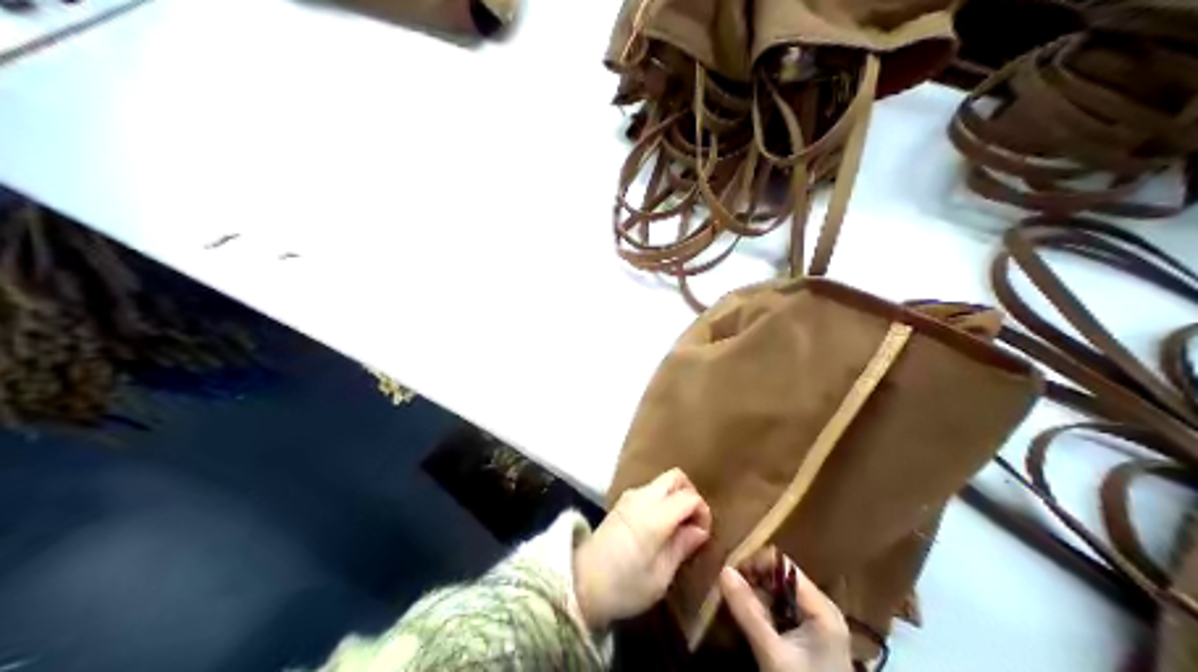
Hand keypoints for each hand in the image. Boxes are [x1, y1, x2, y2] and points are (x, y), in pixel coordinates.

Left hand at [574, 466, 707, 630]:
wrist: (577, 585)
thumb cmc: (623, 587)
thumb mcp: (659, 577)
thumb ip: (681, 547)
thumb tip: (699, 530)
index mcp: (655, 517)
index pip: (690, 497)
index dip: (702, 513)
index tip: (702, 535)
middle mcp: (642, 499)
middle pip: (675, 477)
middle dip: (690, 494)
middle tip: (692, 522)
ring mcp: (628, 498)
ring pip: (661, 482)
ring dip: (674, 496)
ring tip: (677, 526)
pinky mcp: (619, 504)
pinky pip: (648, 490)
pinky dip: (660, 500)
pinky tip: (659, 525)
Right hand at [715, 552, 855, 671]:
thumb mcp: (772, 652)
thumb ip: (749, 612)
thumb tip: (724, 571)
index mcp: (820, 607)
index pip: (783, 565)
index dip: (755, 564)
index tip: (729, 577)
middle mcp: (821, 609)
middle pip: (781, 579)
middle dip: (753, 581)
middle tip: (726, 594)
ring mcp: (816, 625)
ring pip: (779, 597)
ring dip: (756, 599)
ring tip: (733, 607)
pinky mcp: (809, 639)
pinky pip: (782, 615)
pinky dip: (764, 614)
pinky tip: (748, 623)